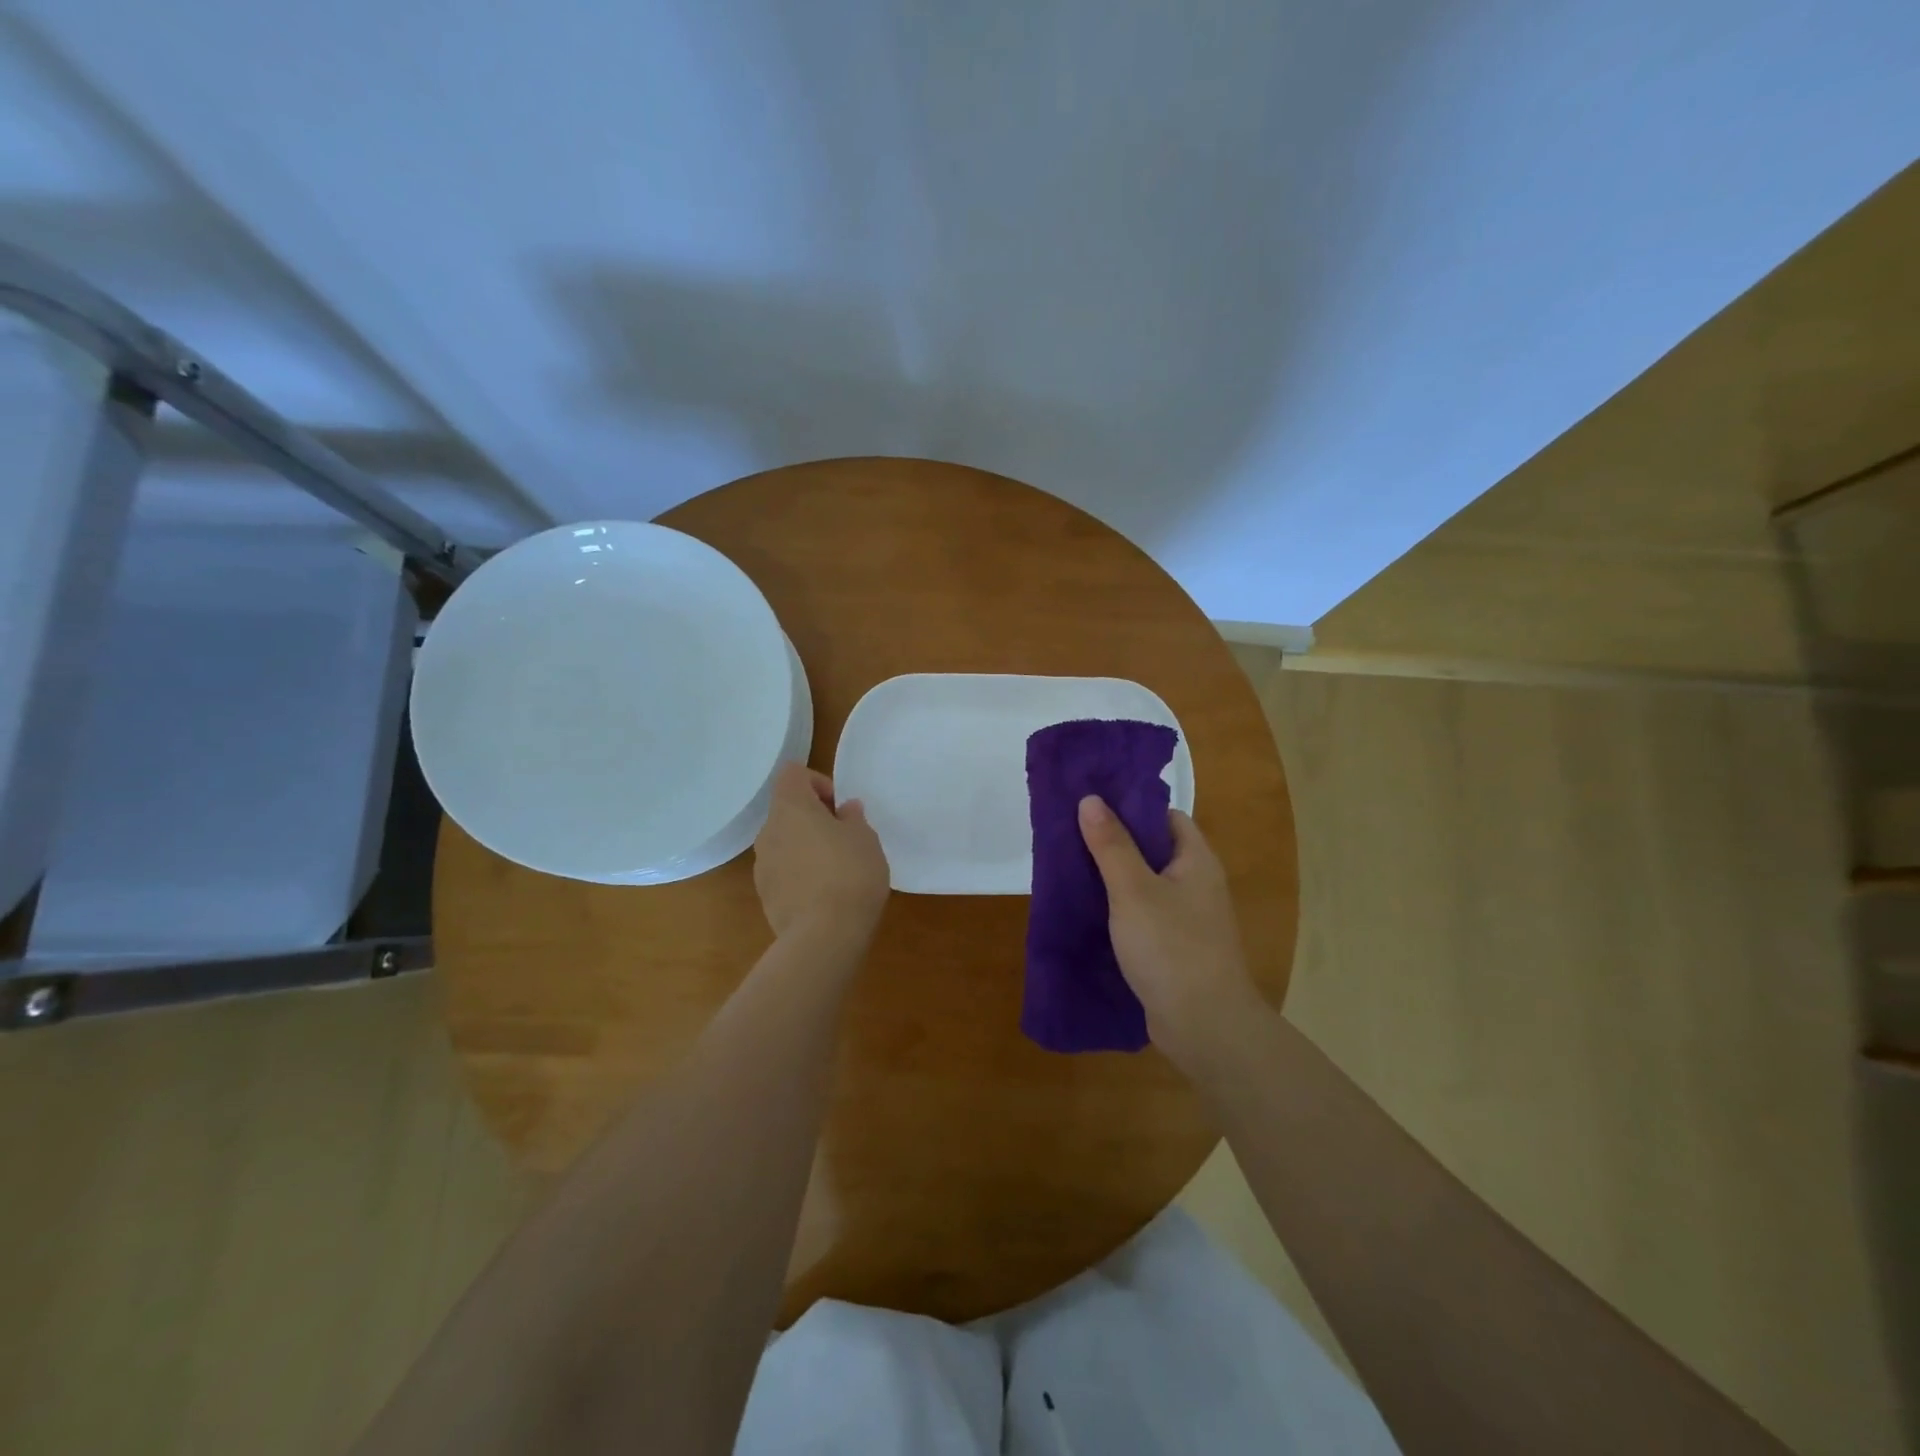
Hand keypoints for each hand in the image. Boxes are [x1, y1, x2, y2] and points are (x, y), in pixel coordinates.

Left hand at [753, 763, 889, 942]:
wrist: (823, 936)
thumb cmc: (849, 874)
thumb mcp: (865, 839)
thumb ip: (853, 818)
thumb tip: (844, 810)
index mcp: (790, 808)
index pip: (792, 774)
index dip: (818, 783)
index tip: (839, 808)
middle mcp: (768, 831)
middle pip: (788, 810)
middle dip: (814, 819)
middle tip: (845, 839)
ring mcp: (762, 865)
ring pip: (785, 842)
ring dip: (806, 847)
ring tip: (836, 871)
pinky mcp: (765, 895)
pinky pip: (784, 871)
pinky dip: (800, 874)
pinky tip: (825, 895)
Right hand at [1078, 796, 1267, 1075]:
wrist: (1205, 1026)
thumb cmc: (1171, 947)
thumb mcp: (1133, 890)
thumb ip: (1111, 845)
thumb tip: (1091, 799)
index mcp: (1196, 860)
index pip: (1165, 817)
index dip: (1130, 807)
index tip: (1092, 805)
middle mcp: (1197, 884)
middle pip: (1153, 850)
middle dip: (1114, 843)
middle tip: (1071, 836)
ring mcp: (1188, 919)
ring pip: (1146, 885)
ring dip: (1113, 878)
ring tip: (1071, 869)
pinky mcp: (1175, 948)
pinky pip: (1144, 915)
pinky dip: (1119, 909)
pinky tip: (1089, 911)